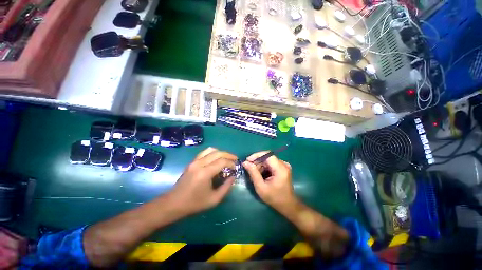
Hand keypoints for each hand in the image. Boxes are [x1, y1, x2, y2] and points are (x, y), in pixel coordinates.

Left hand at [169, 147, 237, 214]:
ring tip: (227, 158)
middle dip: (228, 155)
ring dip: (221, 152)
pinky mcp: (192, 162)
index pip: (222, 161)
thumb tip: (233, 177)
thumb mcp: (214, 199)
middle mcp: (199, 164)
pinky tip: (216, 158)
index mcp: (205, 173)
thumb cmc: (195, 203)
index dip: (231, 163)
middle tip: (235, 159)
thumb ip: (226, 187)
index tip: (235, 168)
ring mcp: (194, 161)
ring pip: (211, 150)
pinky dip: (213, 152)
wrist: (174, 203)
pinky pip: (204, 152)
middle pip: (217, 153)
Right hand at [242, 152, 297, 211]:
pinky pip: (270, 163)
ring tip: (255, 175)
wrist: (287, 205)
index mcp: (280, 169)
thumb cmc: (274, 198)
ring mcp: (284, 165)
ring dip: (260, 166)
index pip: (267, 155)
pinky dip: (264, 168)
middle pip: (267, 157)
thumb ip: (253, 173)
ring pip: (268, 160)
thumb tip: (245, 162)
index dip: (256, 156)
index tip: (248, 161)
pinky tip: (260, 175)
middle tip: (249, 170)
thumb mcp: (261, 187)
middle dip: (257, 162)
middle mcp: (283, 164)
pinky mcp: (282, 168)